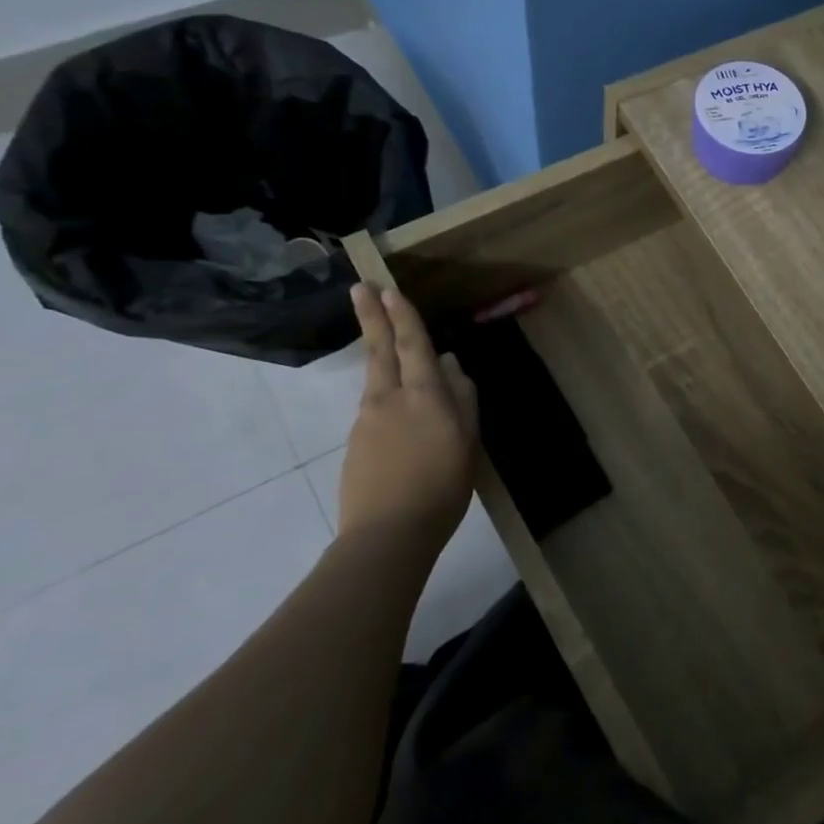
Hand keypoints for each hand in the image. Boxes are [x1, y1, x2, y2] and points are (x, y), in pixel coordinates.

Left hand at [338, 284, 478, 541]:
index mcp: (424, 396)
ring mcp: (367, 420)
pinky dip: (384, 393)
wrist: (387, 534)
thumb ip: (463, 401)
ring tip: (385, 341)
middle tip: (360, 288)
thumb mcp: (468, 443)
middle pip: (380, 350)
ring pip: (376, 378)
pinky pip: (374, 406)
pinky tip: (397, 409)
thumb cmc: (442, 488)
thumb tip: (452, 366)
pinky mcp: (356, 442)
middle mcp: (389, 399)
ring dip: (378, 353)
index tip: (388, 289)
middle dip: (372, 317)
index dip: (403, 316)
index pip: (412, 345)